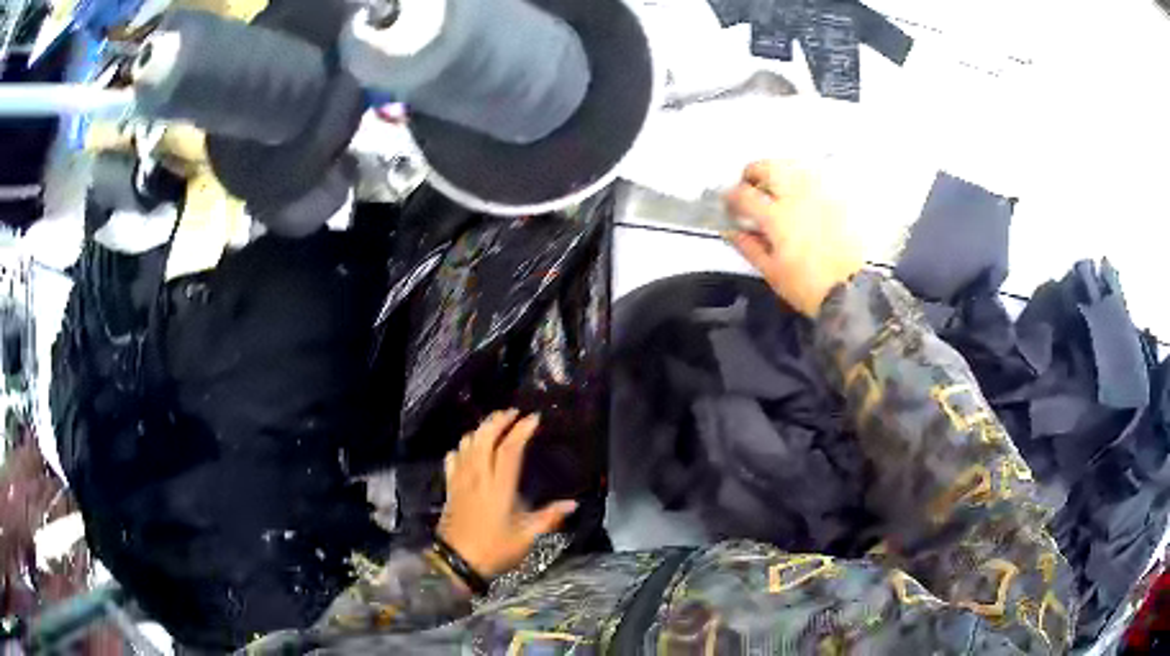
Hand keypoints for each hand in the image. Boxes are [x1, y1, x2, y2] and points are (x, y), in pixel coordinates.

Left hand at [438, 410, 577, 579]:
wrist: (457, 563)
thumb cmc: (494, 550)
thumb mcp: (526, 538)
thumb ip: (549, 518)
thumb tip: (573, 504)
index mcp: (499, 488)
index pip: (509, 450)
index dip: (521, 430)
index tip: (534, 418)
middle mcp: (478, 478)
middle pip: (484, 438)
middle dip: (497, 421)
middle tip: (512, 412)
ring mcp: (461, 482)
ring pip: (466, 445)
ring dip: (480, 430)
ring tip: (493, 425)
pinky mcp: (450, 489)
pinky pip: (452, 460)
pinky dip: (461, 448)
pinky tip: (467, 448)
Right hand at [725, 160, 863, 317]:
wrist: (853, 293)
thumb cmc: (810, 288)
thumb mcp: (772, 273)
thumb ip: (749, 247)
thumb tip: (733, 233)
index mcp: (776, 217)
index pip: (743, 194)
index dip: (731, 196)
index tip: (729, 204)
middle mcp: (797, 198)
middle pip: (767, 167)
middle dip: (752, 173)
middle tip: (749, 188)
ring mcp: (820, 195)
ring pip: (792, 166)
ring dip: (777, 171)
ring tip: (774, 188)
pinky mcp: (838, 199)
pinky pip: (814, 177)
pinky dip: (801, 179)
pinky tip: (800, 194)